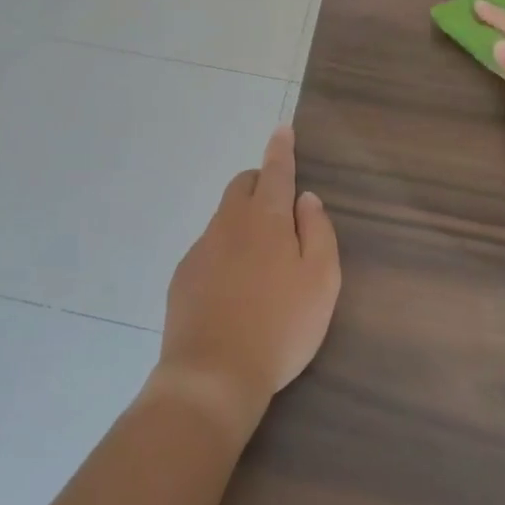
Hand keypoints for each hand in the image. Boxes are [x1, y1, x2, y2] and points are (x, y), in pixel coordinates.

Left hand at [153, 127, 340, 440]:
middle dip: (260, 182)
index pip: (275, 171)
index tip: (282, 130)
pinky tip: (234, 286)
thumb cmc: (280, 327)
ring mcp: (201, 248)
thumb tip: (306, 199)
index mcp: (265, 218)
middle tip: (279, 206)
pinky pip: (209, 247)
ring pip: (224, 217)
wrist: (213, 374)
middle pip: (242, 186)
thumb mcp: (321, 281)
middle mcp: (229, 223)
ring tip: (261, 259)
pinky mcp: (183, 274)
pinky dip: (225, 250)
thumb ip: (318, 232)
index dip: (281, 149)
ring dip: (243, 219)